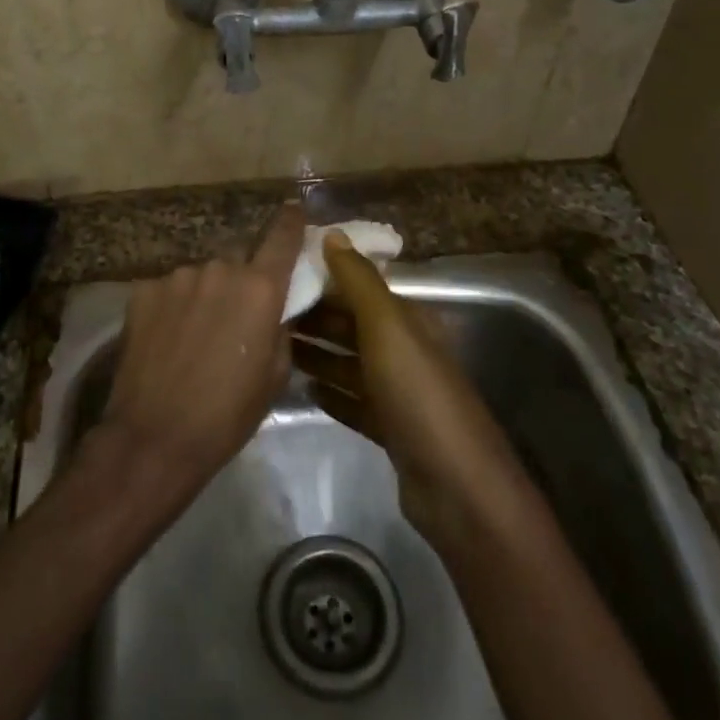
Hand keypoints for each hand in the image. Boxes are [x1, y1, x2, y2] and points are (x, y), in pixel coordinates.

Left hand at [97, 205, 306, 495]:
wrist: (154, 437)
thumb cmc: (227, 414)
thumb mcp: (274, 375)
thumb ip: (279, 328)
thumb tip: (274, 309)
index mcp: (259, 288)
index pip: (281, 238)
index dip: (291, 221)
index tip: (294, 208)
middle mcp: (219, 269)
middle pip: (237, 259)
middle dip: (240, 279)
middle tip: (234, 315)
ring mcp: (177, 277)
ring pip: (201, 275)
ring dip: (205, 294)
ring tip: (195, 334)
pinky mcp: (143, 290)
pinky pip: (170, 289)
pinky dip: (174, 305)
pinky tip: (167, 337)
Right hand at [293, 233, 532, 549]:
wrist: (456, 486)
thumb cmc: (418, 393)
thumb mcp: (388, 327)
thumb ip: (359, 280)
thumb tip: (332, 233)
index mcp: (406, 320)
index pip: (358, 288)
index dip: (322, 279)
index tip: (278, 275)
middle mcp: (403, 350)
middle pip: (351, 325)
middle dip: (313, 317)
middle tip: (263, 316)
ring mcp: (397, 392)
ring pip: (348, 363)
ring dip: (316, 354)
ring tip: (273, 349)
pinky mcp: (390, 429)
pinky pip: (352, 402)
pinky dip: (330, 393)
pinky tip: (303, 390)